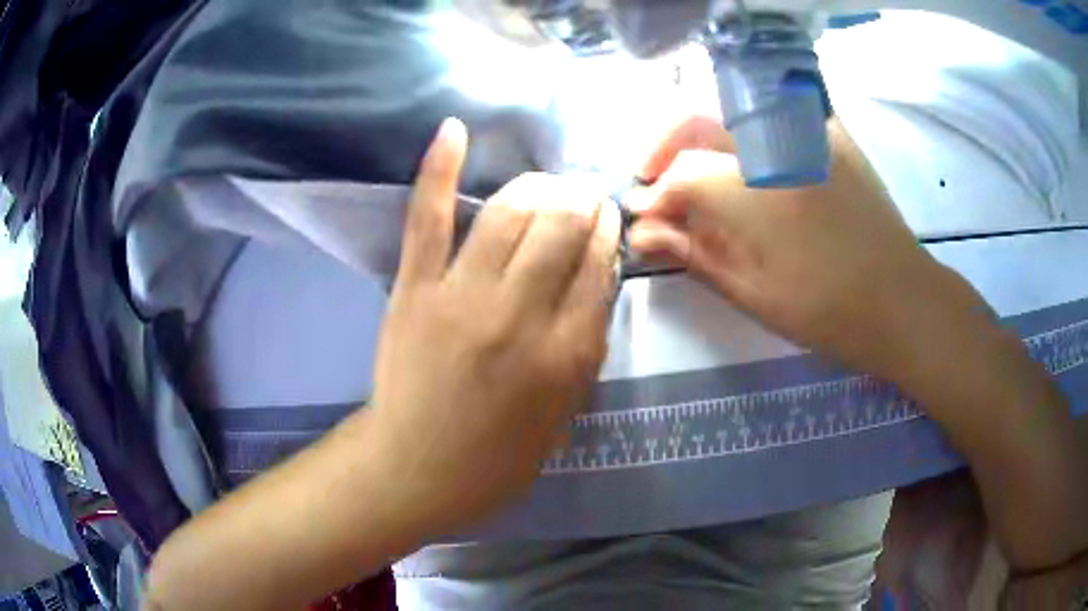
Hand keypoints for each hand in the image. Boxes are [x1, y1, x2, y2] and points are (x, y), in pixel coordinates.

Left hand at [369, 118, 620, 535]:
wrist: (415, 470)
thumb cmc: (496, 457)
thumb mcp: (564, 415)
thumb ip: (585, 350)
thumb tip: (595, 283)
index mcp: (564, 355)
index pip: (598, 266)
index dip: (606, 231)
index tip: (607, 215)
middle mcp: (518, 315)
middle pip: (560, 228)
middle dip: (580, 200)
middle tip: (582, 195)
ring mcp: (459, 296)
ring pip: (508, 212)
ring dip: (536, 186)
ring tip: (547, 184)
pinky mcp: (412, 289)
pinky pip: (428, 218)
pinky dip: (439, 168)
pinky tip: (454, 130)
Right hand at [629, 116, 948, 379]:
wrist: (899, 298)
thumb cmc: (826, 309)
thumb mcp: (751, 292)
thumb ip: (694, 252)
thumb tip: (644, 231)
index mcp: (758, 194)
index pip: (683, 175)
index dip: (655, 195)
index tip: (644, 217)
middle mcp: (778, 145)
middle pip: (697, 120)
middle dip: (665, 150)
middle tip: (656, 185)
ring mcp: (808, 131)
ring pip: (729, 109)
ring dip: (699, 137)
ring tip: (695, 173)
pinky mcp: (829, 131)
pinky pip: (771, 112)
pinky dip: (744, 129)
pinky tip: (745, 160)